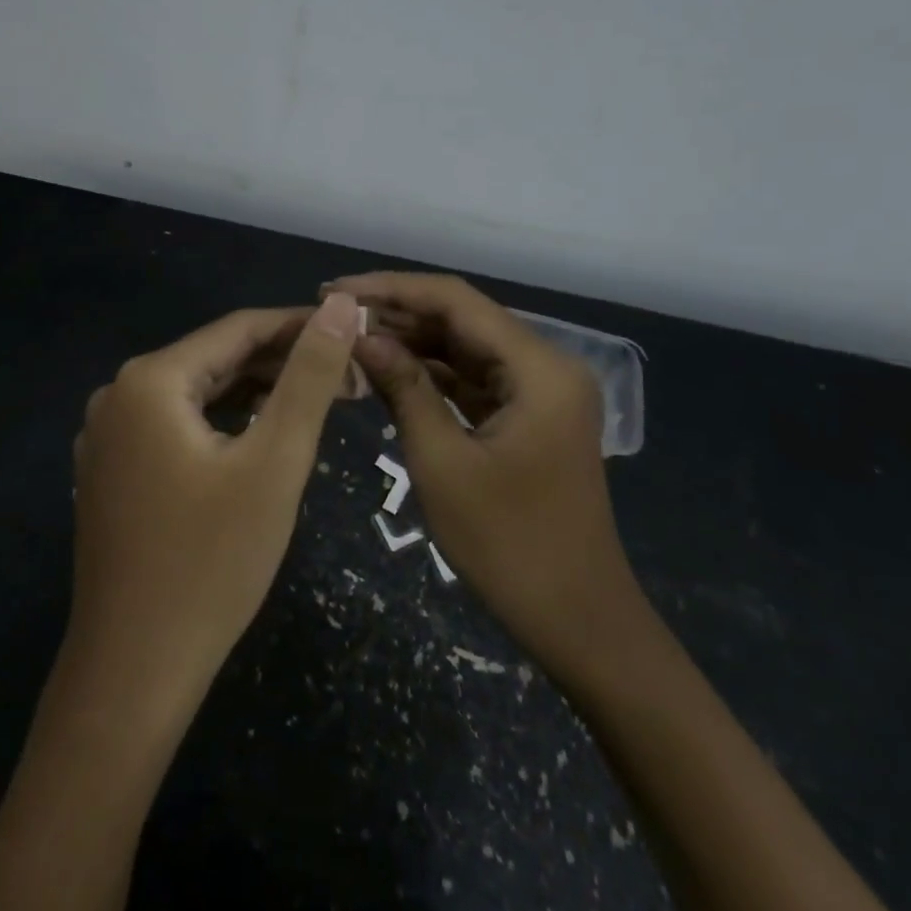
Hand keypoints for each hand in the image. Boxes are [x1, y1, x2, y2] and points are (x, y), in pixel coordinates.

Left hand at [65, 293, 360, 718]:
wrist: (134, 670)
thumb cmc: (212, 562)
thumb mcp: (274, 461)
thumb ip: (308, 376)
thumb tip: (340, 304)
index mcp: (150, 380)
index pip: (239, 330)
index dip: (301, 327)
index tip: (355, 334)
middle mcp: (118, 395)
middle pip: (216, 360)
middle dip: (283, 365)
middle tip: (350, 380)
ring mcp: (106, 436)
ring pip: (196, 395)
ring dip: (255, 395)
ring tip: (318, 403)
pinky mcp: (110, 471)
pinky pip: (175, 427)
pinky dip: (221, 425)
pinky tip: (259, 436)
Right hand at [326, 272, 643, 667]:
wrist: (577, 621)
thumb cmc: (509, 545)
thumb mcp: (443, 463)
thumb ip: (404, 387)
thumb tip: (359, 335)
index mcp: (539, 368)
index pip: (456, 301)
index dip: (392, 289)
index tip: (335, 291)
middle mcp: (545, 366)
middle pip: (462, 319)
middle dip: (397, 314)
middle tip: (333, 316)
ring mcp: (539, 392)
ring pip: (464, 348)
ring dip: (411, 343)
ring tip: (349, 339)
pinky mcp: (528, 416)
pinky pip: (472, 380)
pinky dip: (431, 375)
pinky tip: (386, 371)